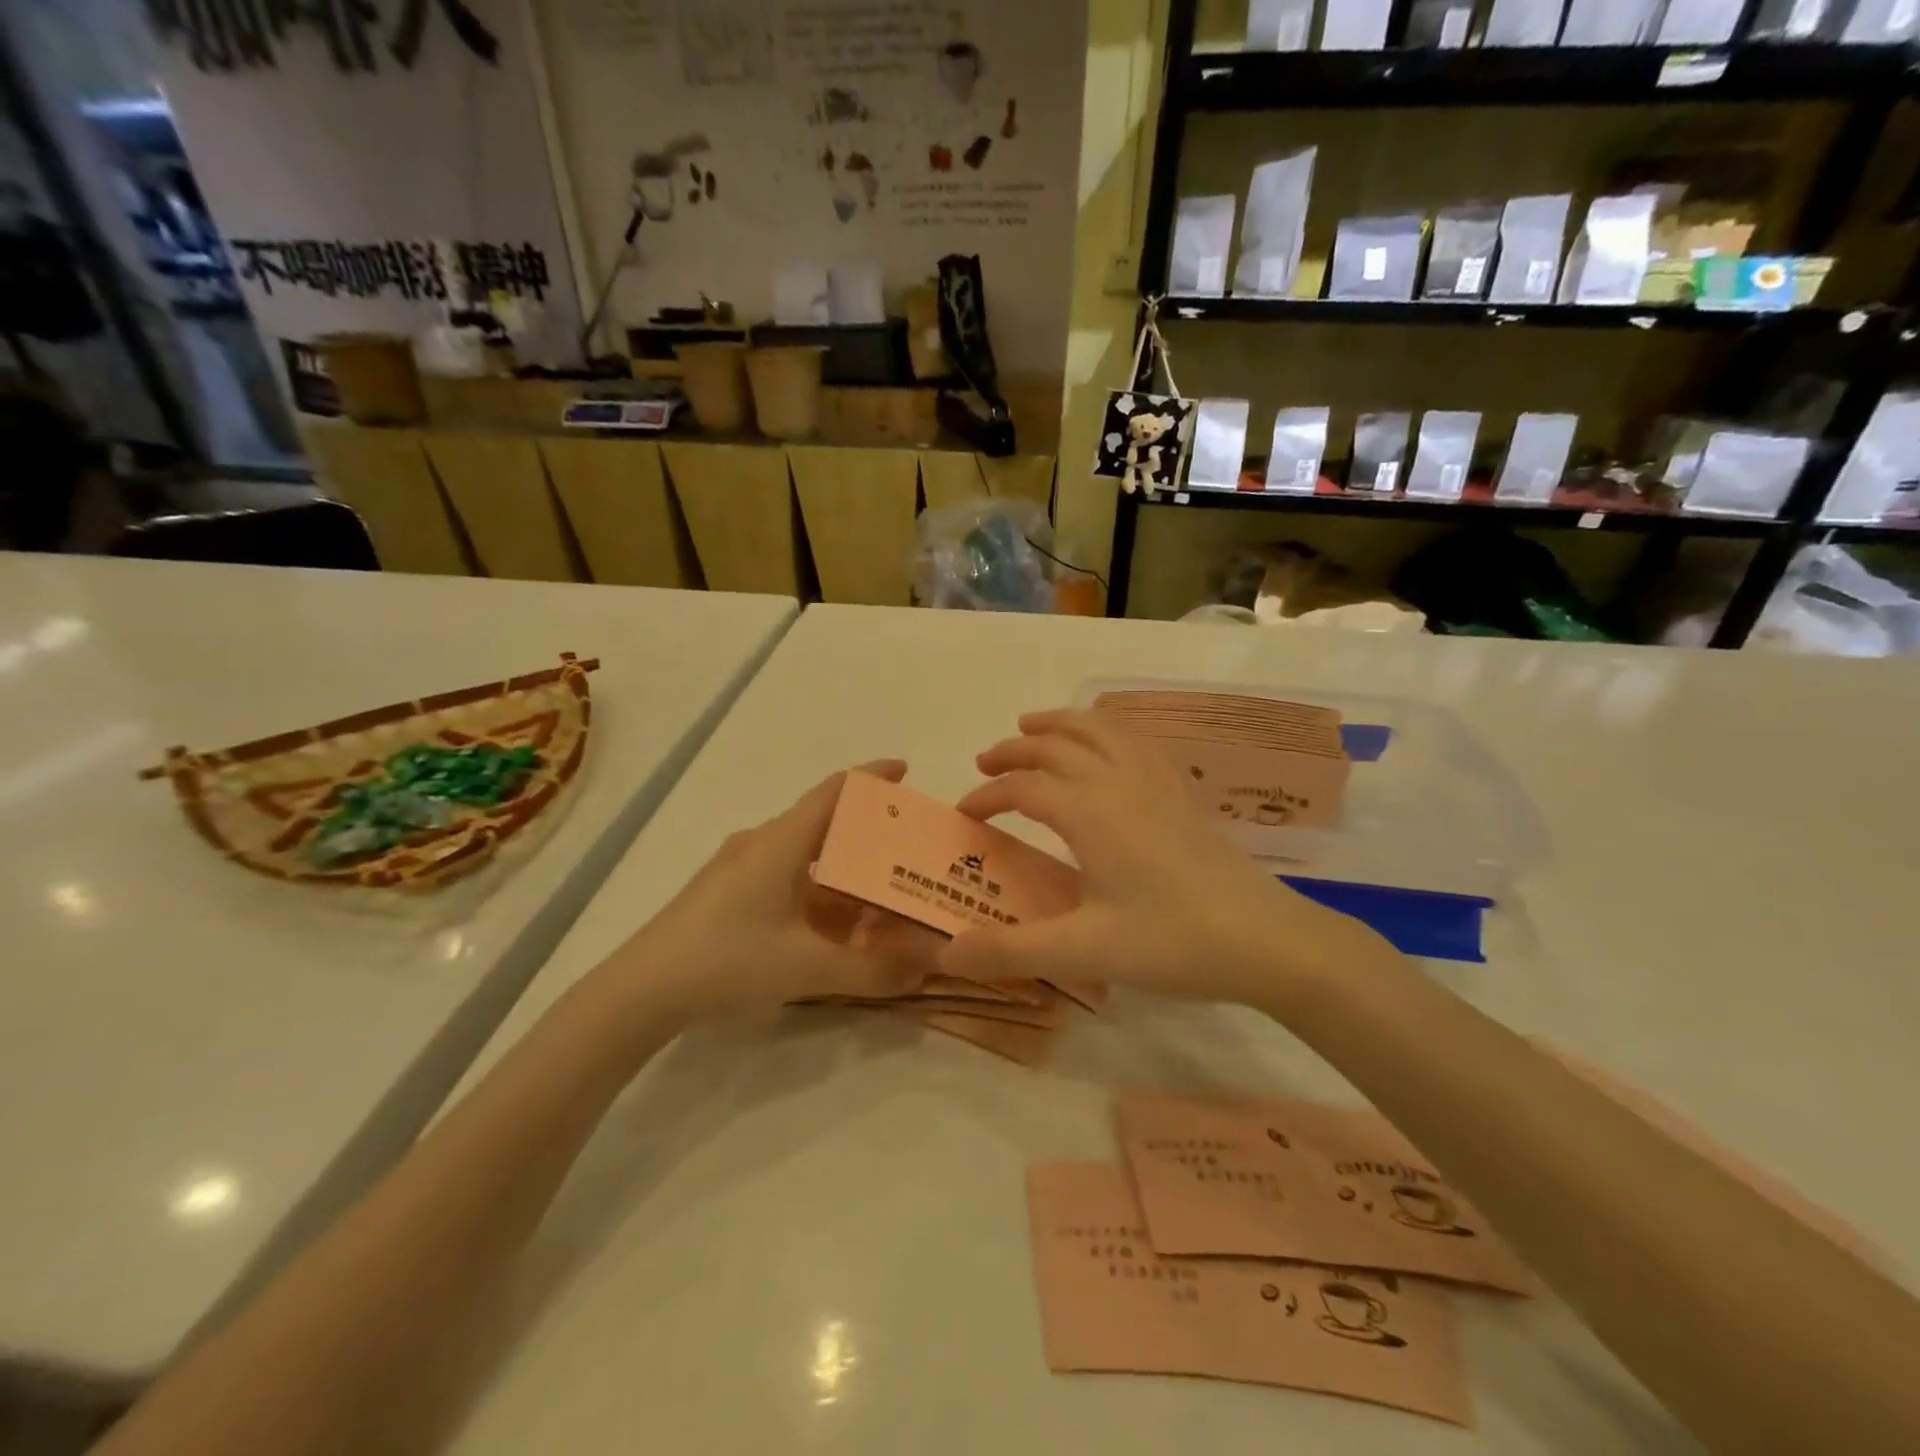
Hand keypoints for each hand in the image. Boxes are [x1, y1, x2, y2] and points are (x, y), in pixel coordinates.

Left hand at [602, 761, 936, 1021]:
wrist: (640, 990)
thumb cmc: (727, 960)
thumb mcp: (806, 967)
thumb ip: (871, 970)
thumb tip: (927, 967)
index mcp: (781, 842)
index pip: (834, 791)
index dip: (871, 776)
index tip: (907, 772)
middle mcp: (762, 843)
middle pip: (824, 822)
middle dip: (868, 831)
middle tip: (908, 847)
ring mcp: (740, 868)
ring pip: (805, 855)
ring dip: (843, 868)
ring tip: (881, 889)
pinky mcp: (728, 893)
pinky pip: (787, 878)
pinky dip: (818, 892)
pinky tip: (835, 924)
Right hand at [939, 711, 1401, 1010]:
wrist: (1268, 941)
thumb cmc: (1173, 942)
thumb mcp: (1084, 952)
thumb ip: (1011, 951)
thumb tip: (945, 954)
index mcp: (1090, 812)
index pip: (1023, 787)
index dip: (987, 795)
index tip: (964, 815)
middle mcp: (1119, 782)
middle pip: (1056, 745)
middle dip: (1014, 749)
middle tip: (985, 760)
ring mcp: (1157, 782)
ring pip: (1100, 729)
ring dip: (1061, 724)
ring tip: (1035, 726)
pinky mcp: (1183, 793)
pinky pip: (1137, 740)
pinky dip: (1107, 730)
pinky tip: (1108, 747)